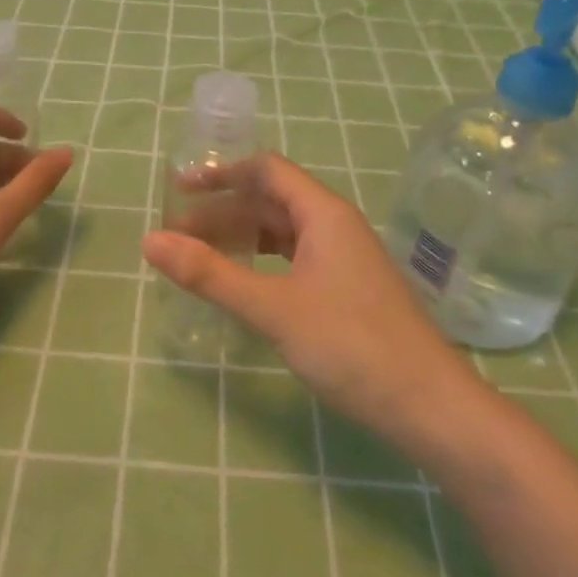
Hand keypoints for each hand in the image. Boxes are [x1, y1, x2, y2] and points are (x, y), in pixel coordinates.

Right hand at [143, 153, 480, 460]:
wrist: (428, 406)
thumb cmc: (351, 346)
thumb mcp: (273, 308)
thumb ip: (211, 274)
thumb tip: (149, 241)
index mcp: (324, 214)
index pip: (267, 170)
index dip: (222, 174)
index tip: (179, 191)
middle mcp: (335, 226)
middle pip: (271, 201)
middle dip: (223, 212)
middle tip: (177, 236)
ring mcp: (344, 259)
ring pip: (283, 233)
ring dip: (241, 238)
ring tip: (200, 258)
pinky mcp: (347, 290)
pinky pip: (295, 259)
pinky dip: (262, 263)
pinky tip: (243, 284)